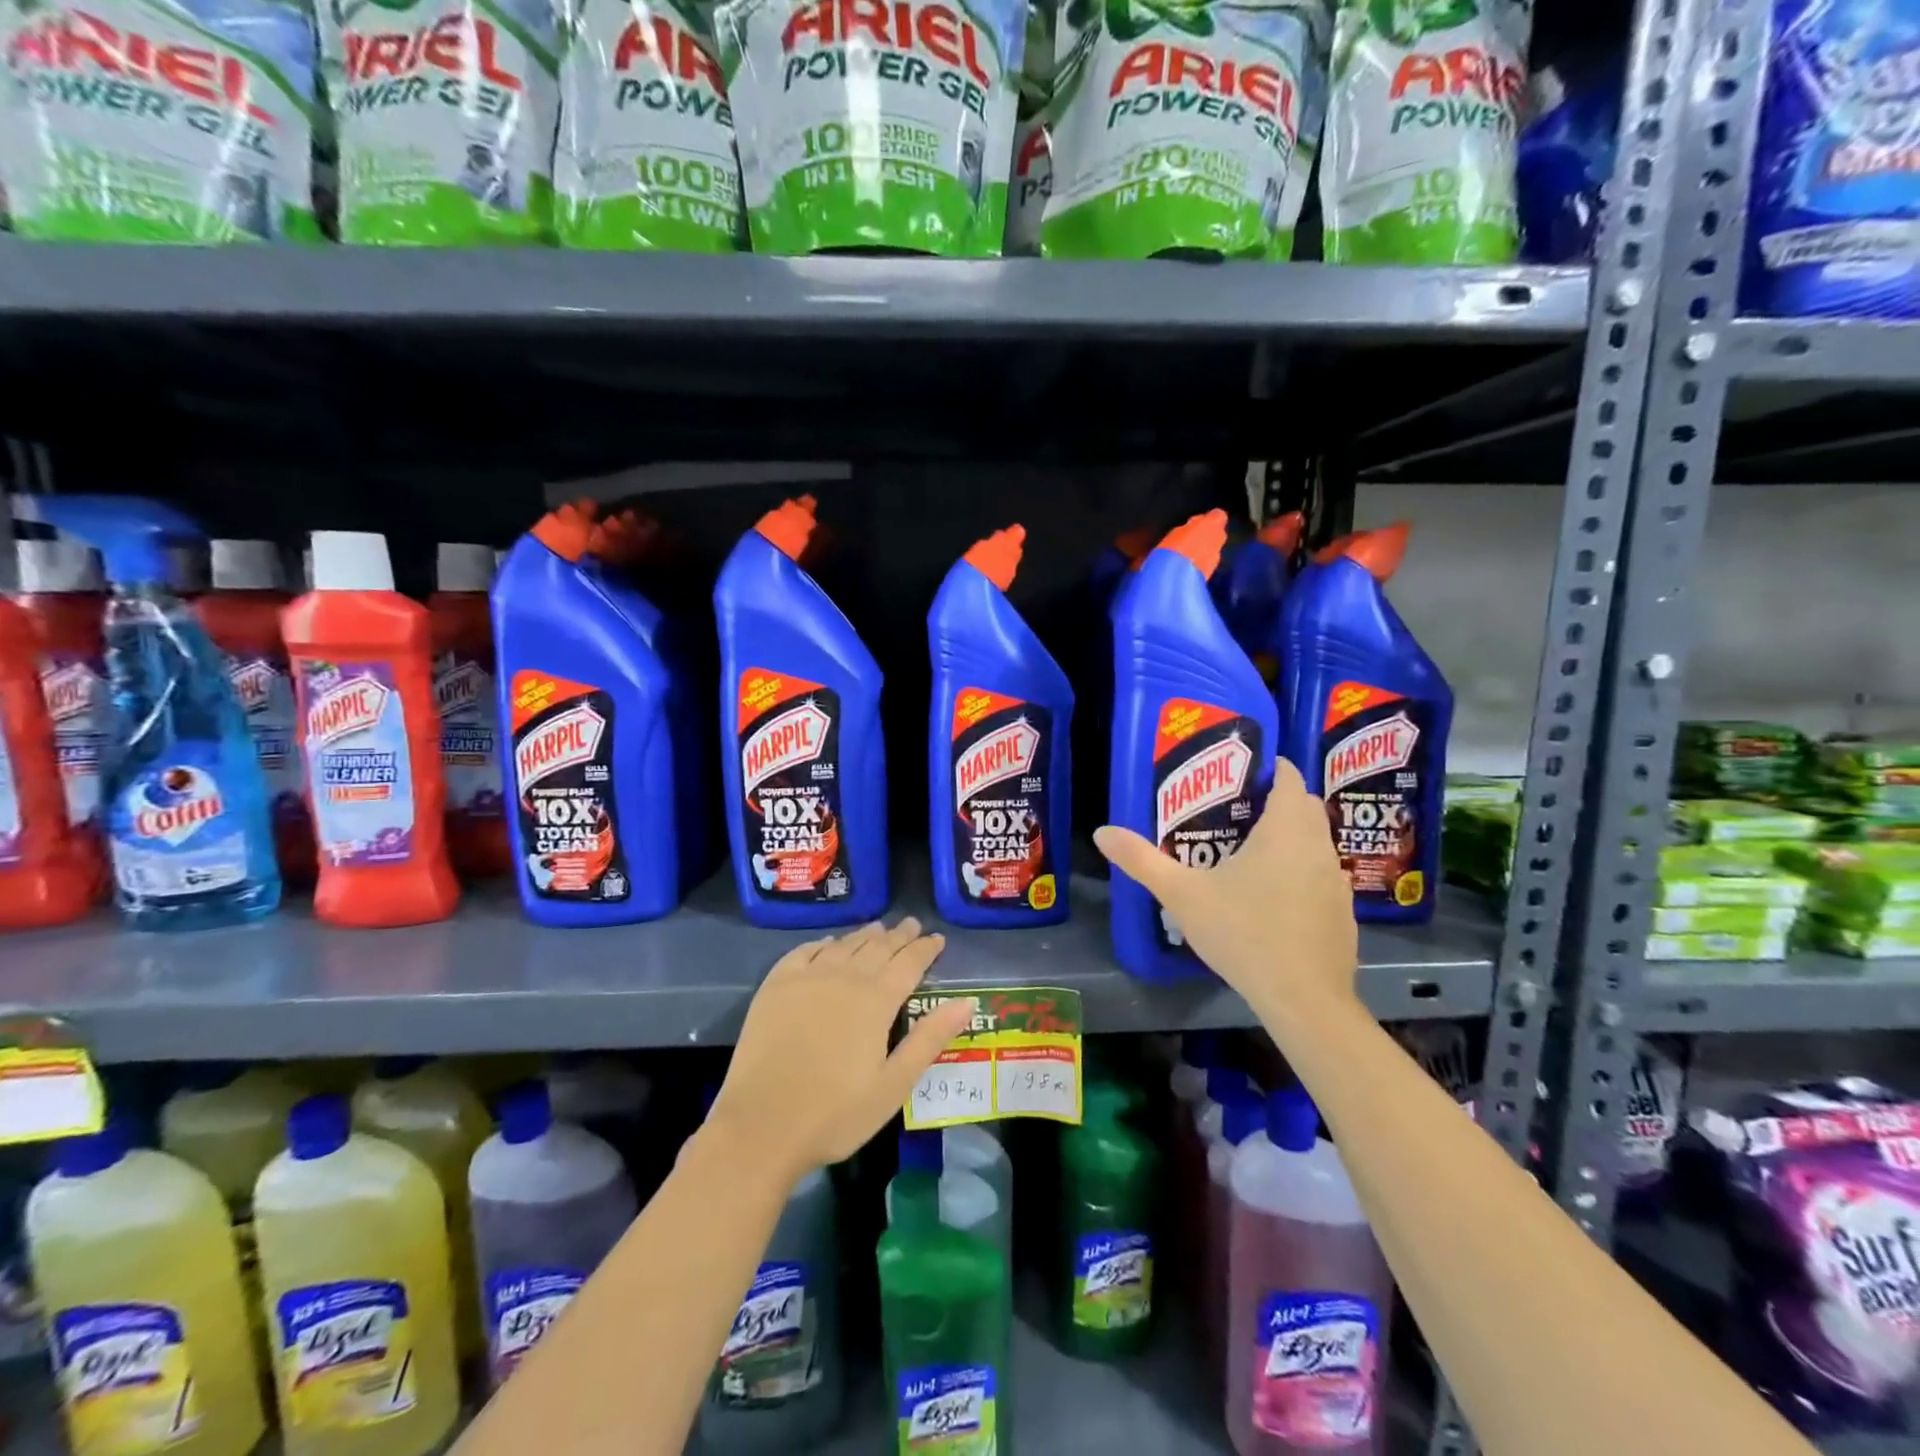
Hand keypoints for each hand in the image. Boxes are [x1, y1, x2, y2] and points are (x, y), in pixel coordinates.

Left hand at [707, 919, 974, 1186]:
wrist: (760, 1127)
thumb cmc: (835, 1114)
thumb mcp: (893, 1085)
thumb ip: (930, 1039)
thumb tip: (968, 1002)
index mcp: (876, 1001)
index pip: (909, 963)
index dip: (925, 949)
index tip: (937, 938)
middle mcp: (844, 978)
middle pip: (878, 948)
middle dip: (899, 936)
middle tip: (911, 925)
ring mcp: (806, 978)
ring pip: (844, 945)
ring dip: (865, 936)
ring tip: (878, 929)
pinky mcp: (775, 986)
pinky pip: (804, 952)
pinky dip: (823, 944)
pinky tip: (829, 944)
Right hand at [1093, 757, 1359, 1017]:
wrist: (1303, 999)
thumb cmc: (1243, 933)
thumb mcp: (1182, 895)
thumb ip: (1142, 860)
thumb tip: (1102, 832)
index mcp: (1286, 830)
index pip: (1290, 778)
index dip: (1272, 768)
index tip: (1244, 772)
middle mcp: (1319, 847)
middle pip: (1306, 807)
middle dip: (1279, 801)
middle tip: (1238, 810)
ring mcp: (1336, 882)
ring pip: (1317, 843)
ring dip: (1293, 838)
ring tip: (1252, 853)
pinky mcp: (1343, 914)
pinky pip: (1322, 876)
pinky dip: (1302, 873)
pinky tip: (1274, 899)